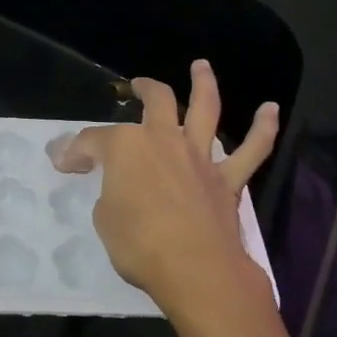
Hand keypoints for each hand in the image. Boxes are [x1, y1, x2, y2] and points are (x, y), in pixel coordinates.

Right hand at [51, 60, 279, 323]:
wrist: (196, 269)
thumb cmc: (139, 244)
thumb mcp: (104, 219)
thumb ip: (109, 193)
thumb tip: (115, 187)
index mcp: (126, 147)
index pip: (93, 141)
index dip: (76, 151)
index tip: (65, 163)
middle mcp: (164, 140)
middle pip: (156, 101)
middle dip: (144, 89)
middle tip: (137, 85)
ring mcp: (199, 157)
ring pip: (205, 109)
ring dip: (204, 84)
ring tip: (202, 66)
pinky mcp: (227, 180)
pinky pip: (251, 150)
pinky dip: (263, 129)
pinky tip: (270, 109)